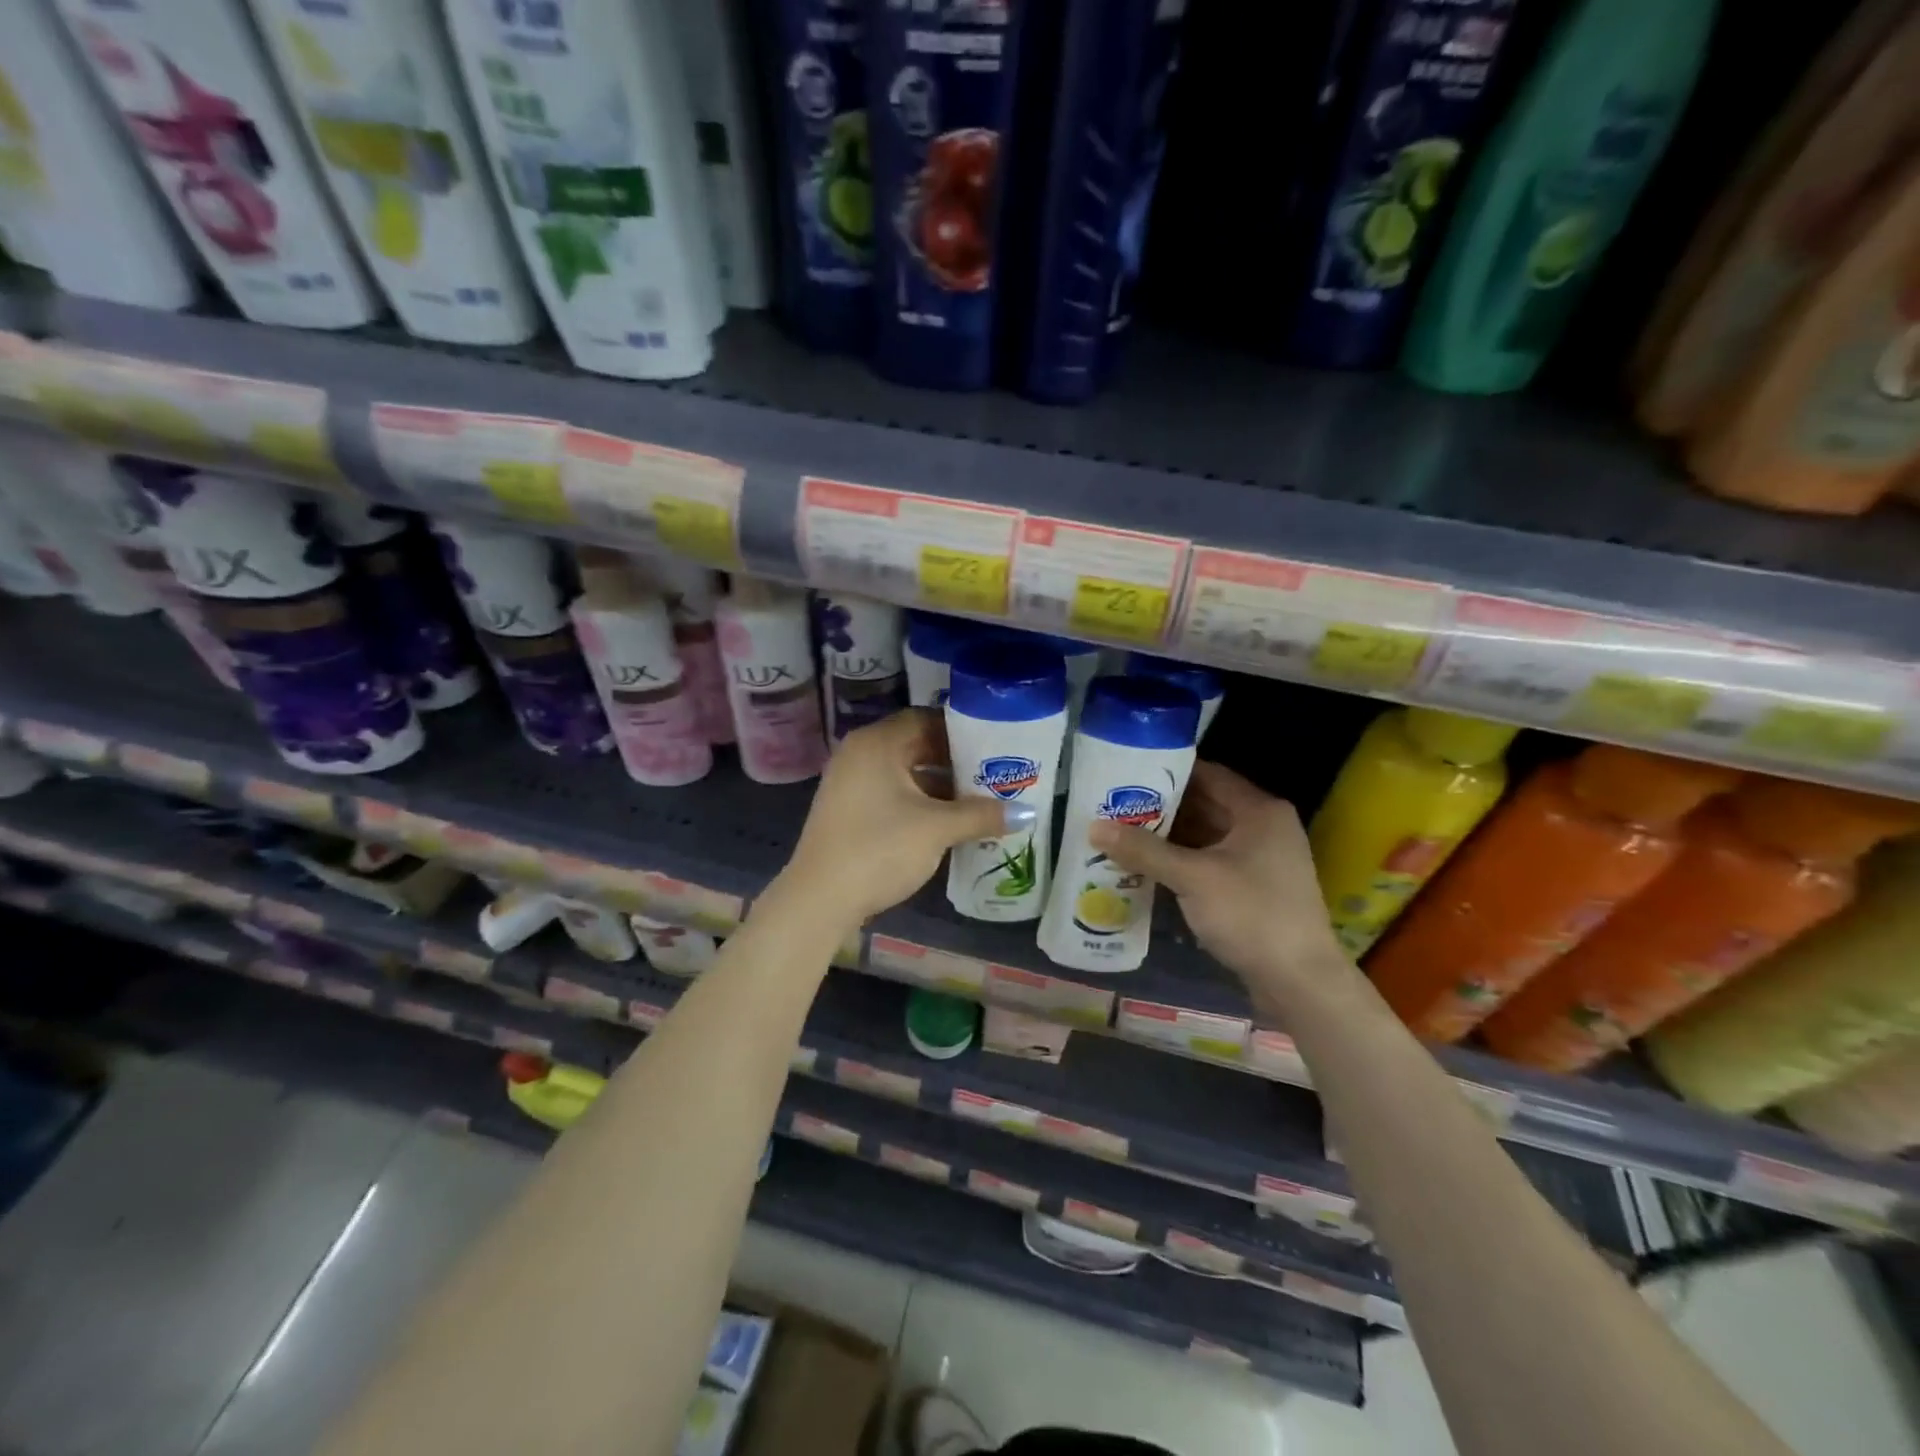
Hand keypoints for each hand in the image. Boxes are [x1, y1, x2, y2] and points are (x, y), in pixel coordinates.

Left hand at [777, 710, 1015, 930]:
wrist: (819, 899)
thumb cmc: (879, 849)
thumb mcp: (936, 830)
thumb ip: (981, 815)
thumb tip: (1026, 813)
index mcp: (877, 743)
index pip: (925, 719)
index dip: (961, 729)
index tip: (994, 742)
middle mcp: (860, 753)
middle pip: (915, 744)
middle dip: (954, 758)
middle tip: (993, 770)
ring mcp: (851, 782)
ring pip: (905, 771)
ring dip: (939, 783)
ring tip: (979, 796)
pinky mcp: (849, 809)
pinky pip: (892, 791)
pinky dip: (920, 800)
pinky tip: (948, 819)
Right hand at [1089, 762, 1349, 1003]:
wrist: (1300, 983)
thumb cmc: (1252, 915)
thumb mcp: (1193, 878)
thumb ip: (1144, 850)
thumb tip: (1093, 826)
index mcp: (1259, 811)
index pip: (1207, 774)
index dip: (1167, 772)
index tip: (1126, 773)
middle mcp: (1263, 827)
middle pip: (1204, 805)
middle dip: (1161, 807)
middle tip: (1113, 804)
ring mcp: (1259, 860)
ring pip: (1205, 836)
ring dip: (1167, 837)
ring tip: (1120, 832)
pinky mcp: (1252, 888)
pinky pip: (1209, 862)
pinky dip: (1180, 862)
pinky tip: (1144, 866)